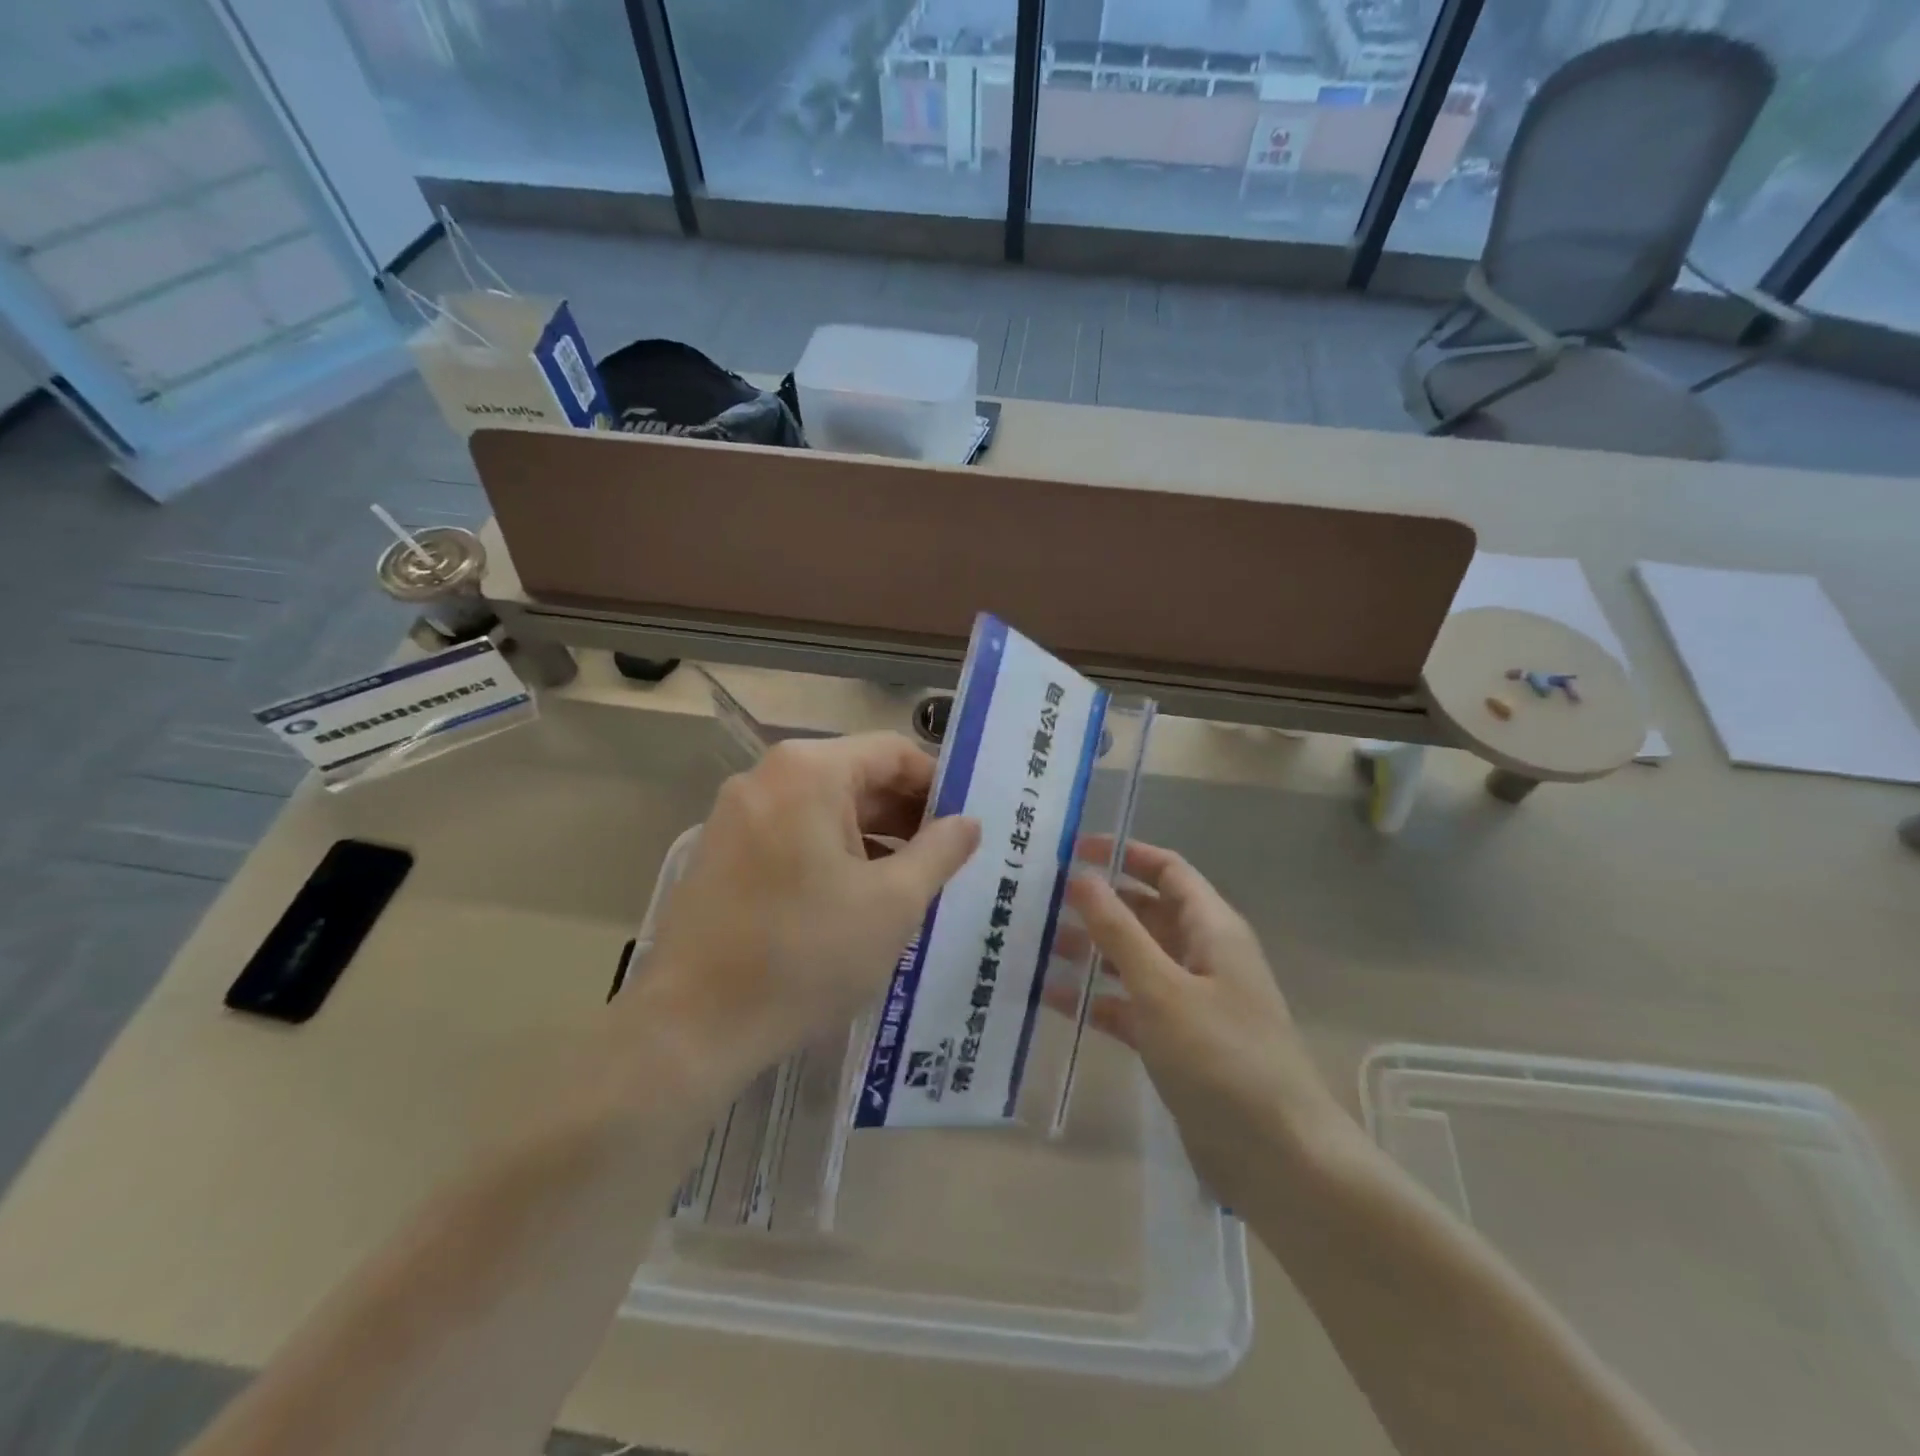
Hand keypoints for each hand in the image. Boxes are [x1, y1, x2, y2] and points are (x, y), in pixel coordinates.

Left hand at [641, 733, 979, 1088]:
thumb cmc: (806, 955)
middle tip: (946, 860)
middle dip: (905, 815)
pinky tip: (854, 899)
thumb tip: (967, 822)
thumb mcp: (893, 903)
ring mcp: (736, 814)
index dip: (937, 785)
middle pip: (856, 777)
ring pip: (823, 809)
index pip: (893, 752)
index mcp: (809, 772)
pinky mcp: (720, 851)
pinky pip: (792, 834)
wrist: (692, 1026)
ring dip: (871, 838)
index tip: (964, 826)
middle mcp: (766, 777)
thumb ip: (940, 851)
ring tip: (908, 885)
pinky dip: (830, 853)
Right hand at [1065, 842, 1350, 1202]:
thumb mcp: (1162, 988)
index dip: (1123, 854)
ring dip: (1090, 951)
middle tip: (1040, 900)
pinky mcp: (1178, 1042)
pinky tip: (1051, 998)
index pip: (1167, 870)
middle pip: (1145, 913)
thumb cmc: (1222, 1058)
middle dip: (1098, 904)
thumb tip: (1083, 876)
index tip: (1072, 850)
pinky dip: (1097, 999)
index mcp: (1212, 928)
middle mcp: (1203, 955)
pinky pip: (1130, 1005)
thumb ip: (1119, 931)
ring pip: (1133, 960)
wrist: (1279, 1157)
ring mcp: (1190, 1001)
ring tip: (1035, 944)